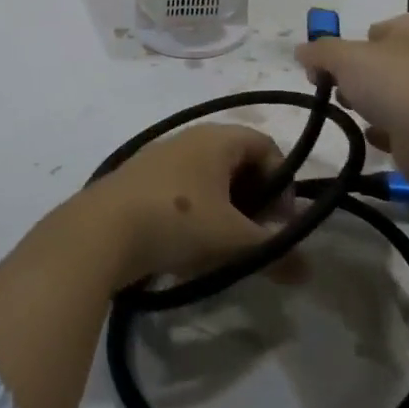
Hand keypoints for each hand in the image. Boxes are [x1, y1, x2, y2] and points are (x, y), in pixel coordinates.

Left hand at [75, 123, 285, 287]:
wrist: (100, 231)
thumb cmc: (178, 222)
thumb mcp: (234, 241)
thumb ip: (275, 252)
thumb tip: (308, 270)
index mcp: (217, 138)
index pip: (267, 147)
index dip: (283, 184)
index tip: (279, 223)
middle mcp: (190, 137)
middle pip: (238, 162)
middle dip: (255, 200)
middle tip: (254, 237)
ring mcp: (161, 156)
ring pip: (209, 178)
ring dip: (225, 210)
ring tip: (223, 248)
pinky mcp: (139, 179)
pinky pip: (182, 190)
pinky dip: (196, 214)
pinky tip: (188, 248)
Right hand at [294, 13, 408, 184]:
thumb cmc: (393, 82)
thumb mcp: (344, 57)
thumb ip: (319, 51)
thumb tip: (300, 51)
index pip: (374, 30)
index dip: (347, 46)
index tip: (327, 66)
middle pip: (379, 62)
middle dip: (354, 77)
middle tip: (336, 89)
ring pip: (389, 93)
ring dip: (368, 103)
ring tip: (356, 113)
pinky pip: (400, 124)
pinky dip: (385, 129)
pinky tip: (374, 135)